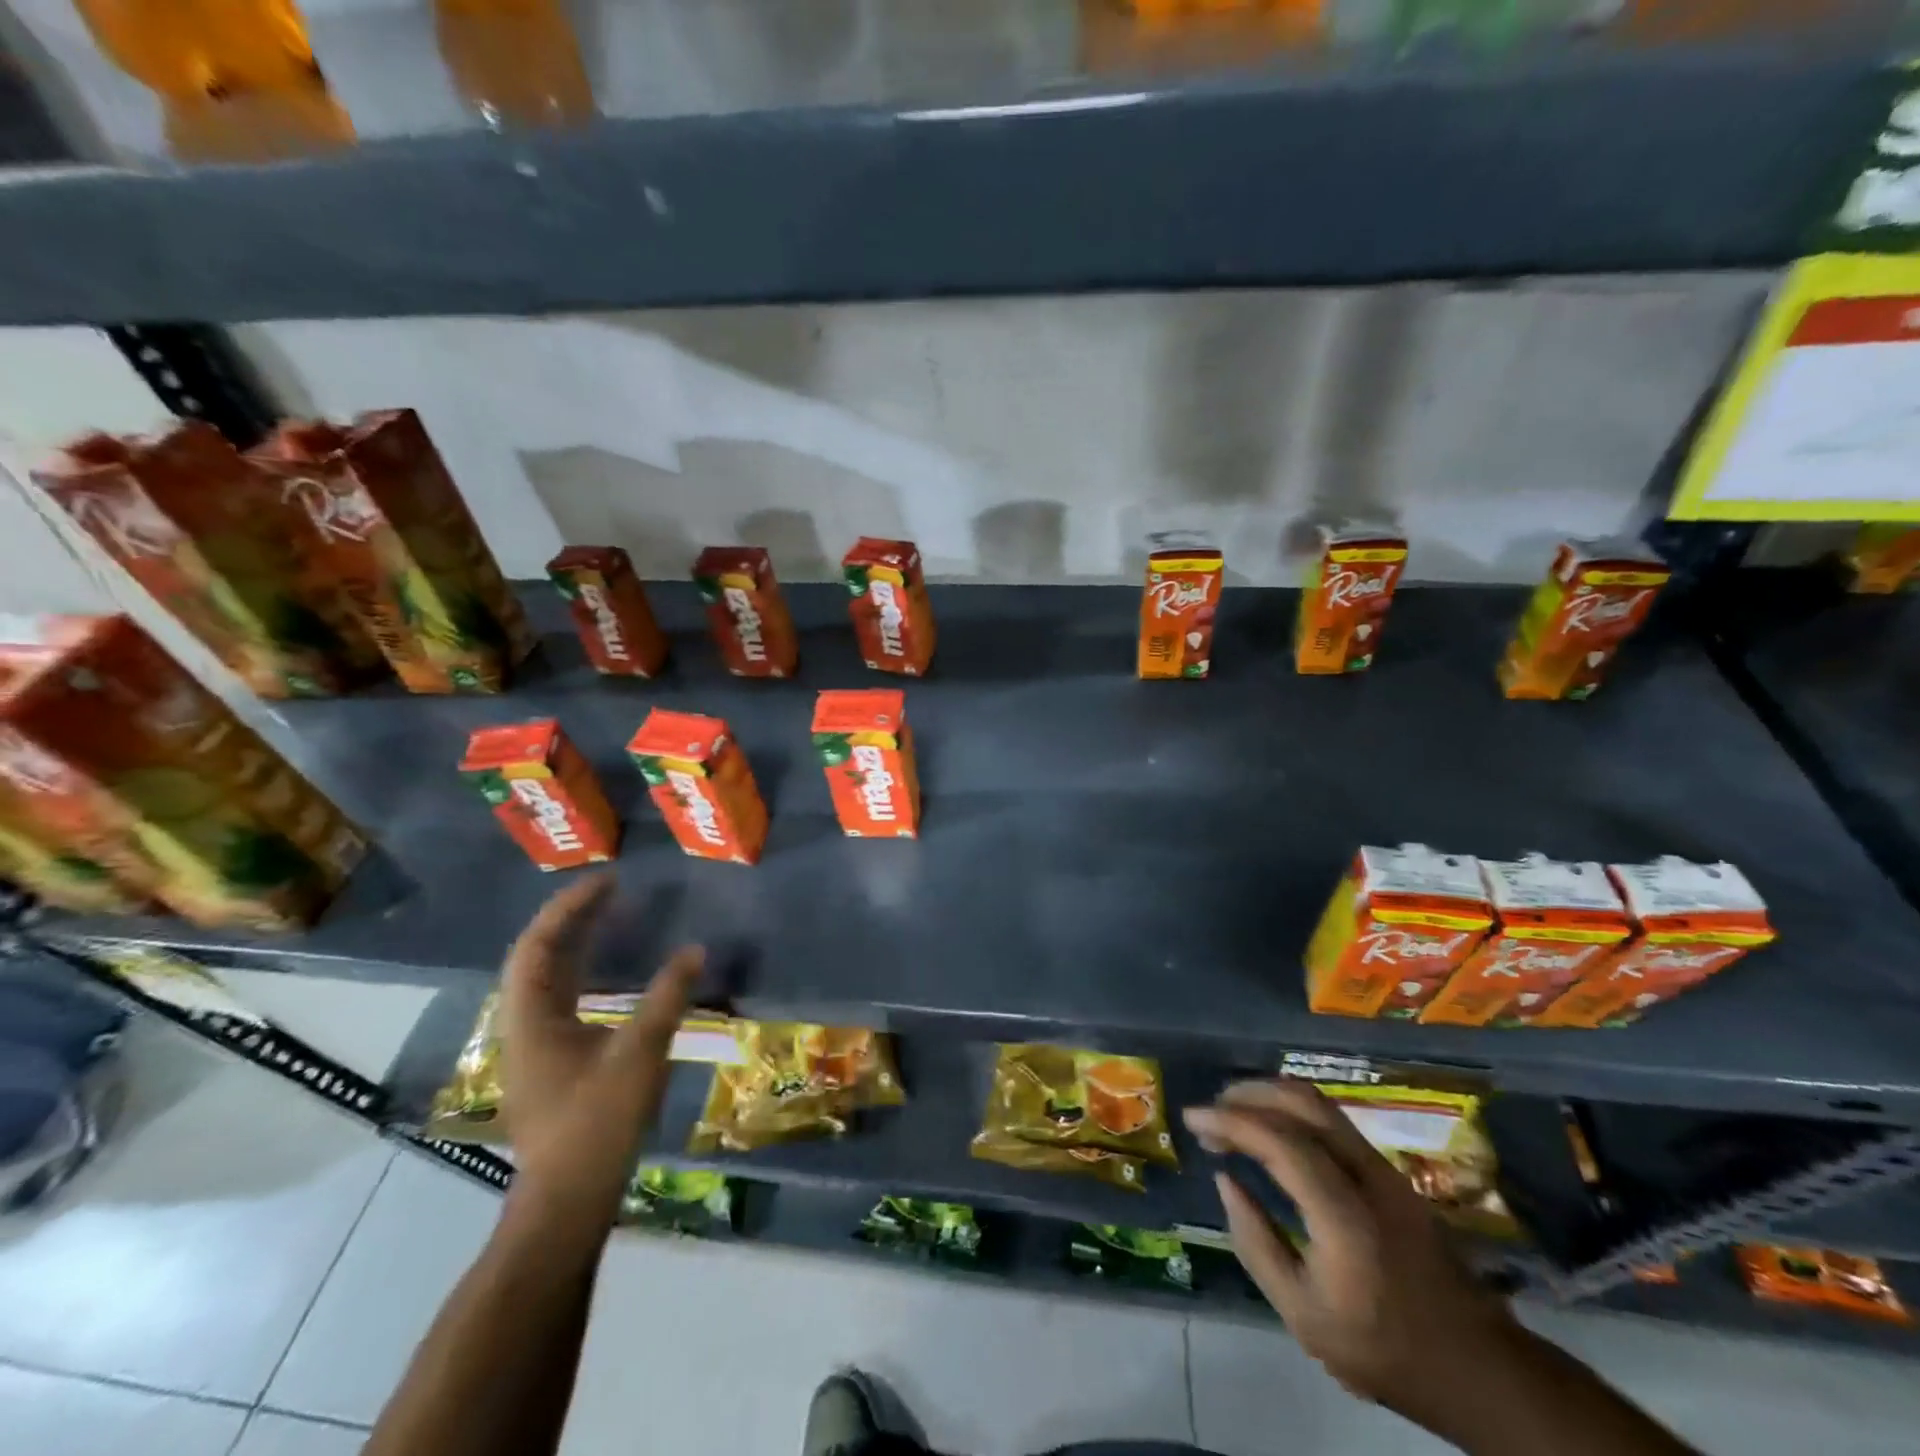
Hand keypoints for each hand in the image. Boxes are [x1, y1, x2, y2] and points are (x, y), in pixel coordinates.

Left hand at [499, 876, 702, 1226]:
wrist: (567, 1201)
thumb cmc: (596, 1124)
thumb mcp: (639, 1055)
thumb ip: (667, 998)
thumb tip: (695, 950)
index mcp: (532, 1019)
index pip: (538, 946)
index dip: (569, 908)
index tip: (607, 881)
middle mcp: (525, 1025)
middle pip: (540, 956)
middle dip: (574, 918)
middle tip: (614, 891)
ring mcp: (537, 1045)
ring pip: (550, 979)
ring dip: (579, 944)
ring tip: (613, 916)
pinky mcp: (554, 1061)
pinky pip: (565, 998)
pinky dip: (587, 971)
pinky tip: (613, 971)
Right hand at [1184, 1081, 1521, 1427]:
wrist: (1479, 1369)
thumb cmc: (1383, 1350)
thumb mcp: (1303, 1316)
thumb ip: (1256, 1243)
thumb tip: (1225, 1180)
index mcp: (1345, 1216)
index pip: (1280, 1141)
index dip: (1230, 1121)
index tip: (1192, 1118)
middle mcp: (1368, 1177)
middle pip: (1303, 1103)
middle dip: (1249, 1094)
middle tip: (1211, 1110)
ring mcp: (1386, 1171)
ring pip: (1320, 1105)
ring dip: (1270, 1098)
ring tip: (1233, 1114)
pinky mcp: (1392, 1174)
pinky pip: (1332, 1122)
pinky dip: (1292, 1113)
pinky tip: (1271, 1131)